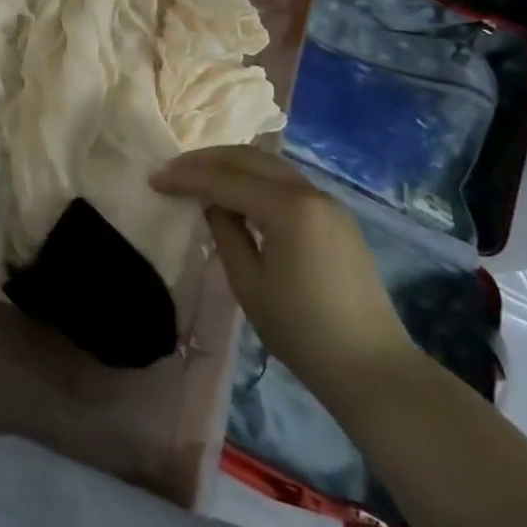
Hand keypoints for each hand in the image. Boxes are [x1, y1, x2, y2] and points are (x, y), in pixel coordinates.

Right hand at [152, 145, 415, 395]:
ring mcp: (327, 202)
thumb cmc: (302, 331)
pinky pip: (286, 182)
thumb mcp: (248, 284)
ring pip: (269, 165)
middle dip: (206, 160)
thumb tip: (213, 205)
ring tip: (198, 177)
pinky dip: (255, 178)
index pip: (224, 180)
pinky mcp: (336, 217)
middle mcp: (309, 192)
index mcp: (288, 208)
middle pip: (248, 158)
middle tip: (172, 170)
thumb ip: (225, 233)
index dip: (185, 178)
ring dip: (230, 165)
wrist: (372, 368)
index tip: (154, 179)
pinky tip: (237, 194)